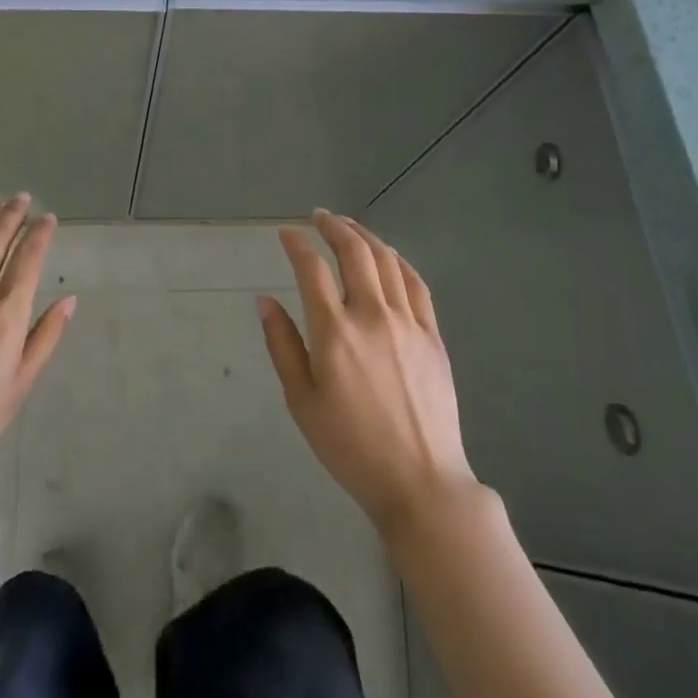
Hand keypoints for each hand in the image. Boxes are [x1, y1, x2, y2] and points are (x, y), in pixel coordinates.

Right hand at [258, 210, 475, 532]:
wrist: (419, 481)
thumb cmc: (349, 445)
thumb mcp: (301, 400)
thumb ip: (282, 345)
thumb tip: (265, 301)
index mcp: (334, 332)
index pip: (312, 269)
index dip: (297, 244)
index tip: (286, 233)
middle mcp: (372, 316)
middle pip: (354, 253)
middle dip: (334, 227)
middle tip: (319, 217)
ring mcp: (408, 323)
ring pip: (387, 262)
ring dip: (366, 236)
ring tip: (349, 226)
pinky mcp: (433, 336)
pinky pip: (417, 284)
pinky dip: (399, 261)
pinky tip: (389, 256)